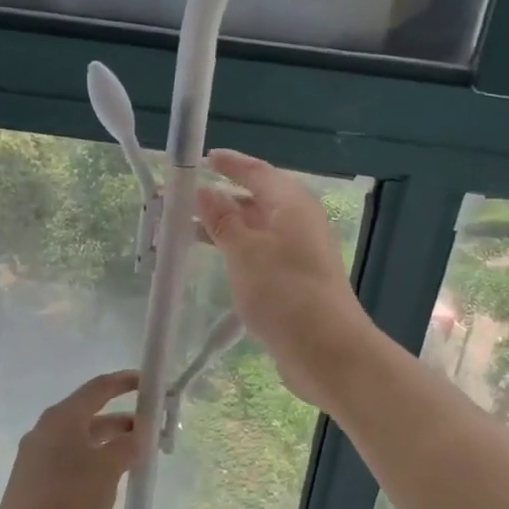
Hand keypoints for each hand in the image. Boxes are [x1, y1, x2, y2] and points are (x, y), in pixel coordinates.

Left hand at [0, 370, 141, 508]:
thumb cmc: (67, 499)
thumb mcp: (107, 469)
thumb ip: (129, 445)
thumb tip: (142, 432)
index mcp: (62, 418)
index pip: (99, 388)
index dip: (125, 382)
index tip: (150, 383)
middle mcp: (49, 431)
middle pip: (93, 416)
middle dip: (125, 422)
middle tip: (155, 432)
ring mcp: (42, 459)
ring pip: (86, 443)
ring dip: (114, 447)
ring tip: (142, 460)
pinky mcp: (40, 484)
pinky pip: (76, 464)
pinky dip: (98, 465)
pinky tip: (116, 483)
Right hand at [194, 150, 372, 410]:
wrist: (326, 350)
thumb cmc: (283, 292)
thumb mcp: (244, 251)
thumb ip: (222, 220)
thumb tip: (205, 191)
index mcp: (292, 205)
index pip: (258, 172)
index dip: (231, 164)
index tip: (204, 159)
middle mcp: (299, 223)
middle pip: (257, 201)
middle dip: (221, 200)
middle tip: (183, 202)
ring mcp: (300, 254)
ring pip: (257, 230)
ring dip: (225, 229)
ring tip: (187, 233)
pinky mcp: (297, 282)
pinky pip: (261, 254)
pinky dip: (237, 252)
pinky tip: (217, 263)